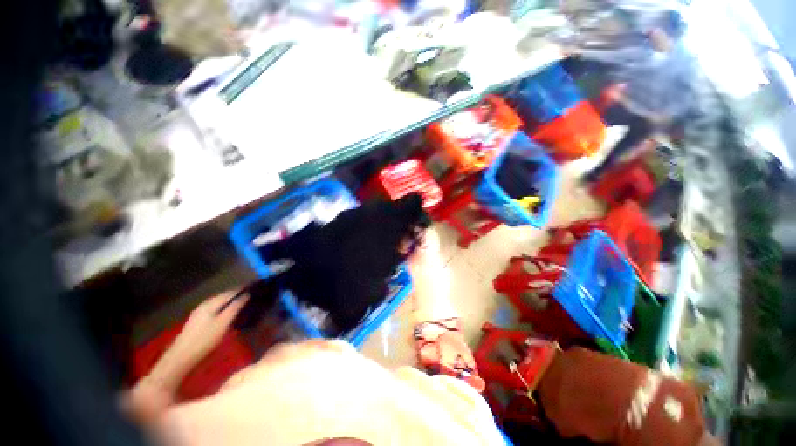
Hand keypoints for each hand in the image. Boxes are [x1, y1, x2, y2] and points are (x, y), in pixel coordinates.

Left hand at [169, 291, 249, 368]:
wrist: (181, 357)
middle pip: (224, 297)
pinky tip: (228, 315)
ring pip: (219, 304)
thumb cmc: (205, 339)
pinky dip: (224, 309)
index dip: (243, 290)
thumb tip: (246, 295)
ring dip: (230, 303)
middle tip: (251, 298)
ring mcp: (199, 313)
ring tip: (243, 306)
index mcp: (211, 303)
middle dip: (237, 296)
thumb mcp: (223, 323)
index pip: (230, 292)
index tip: (255, 290)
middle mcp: (204, 305)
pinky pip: (214, 310)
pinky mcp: (197, 322)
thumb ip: (235, 307)